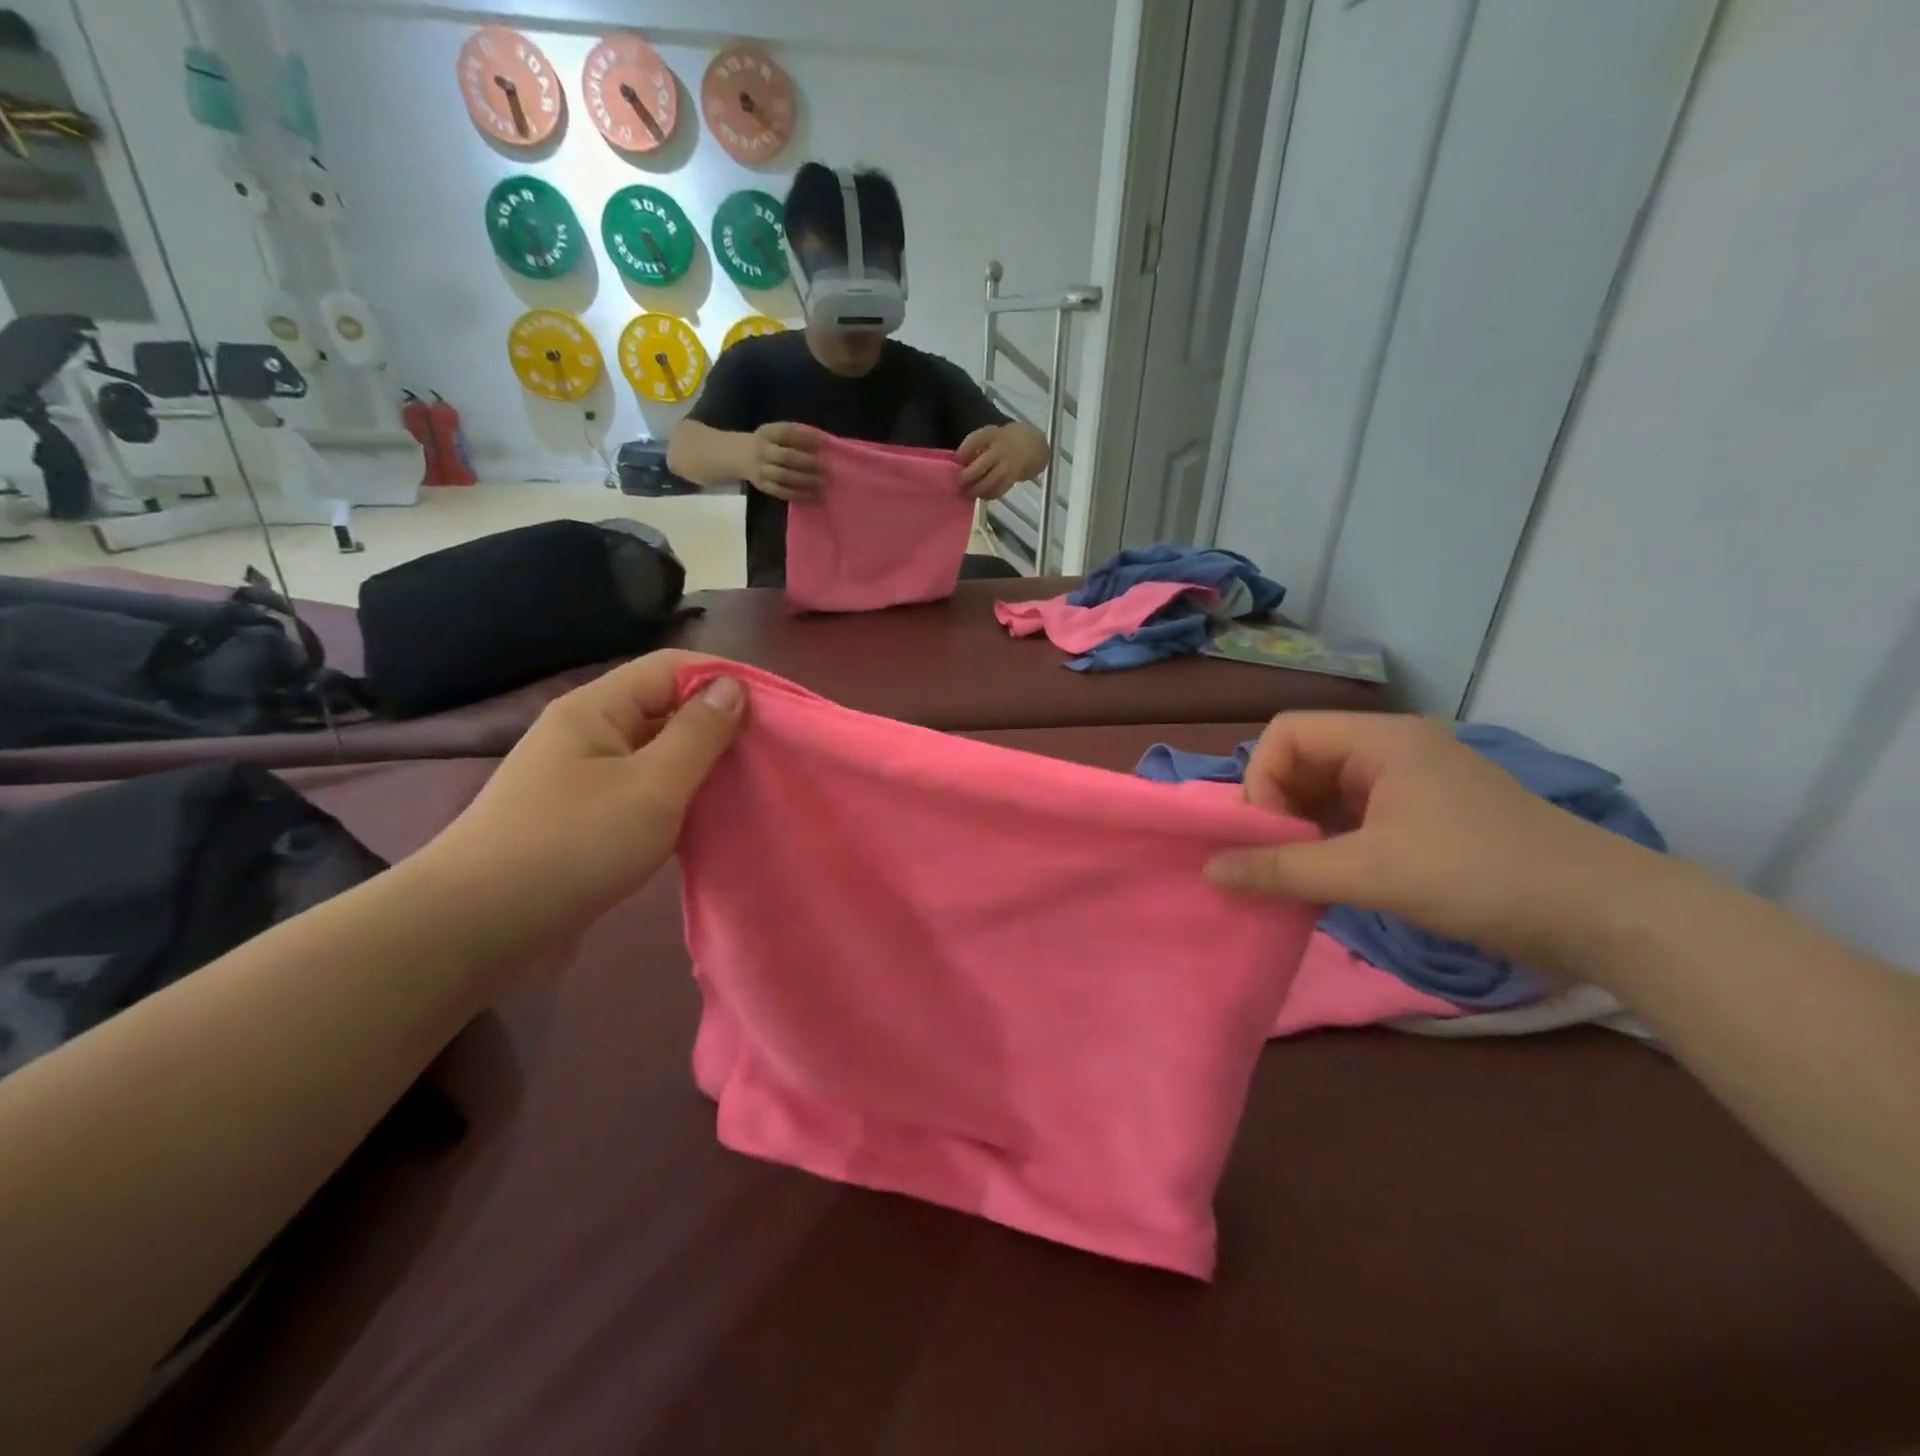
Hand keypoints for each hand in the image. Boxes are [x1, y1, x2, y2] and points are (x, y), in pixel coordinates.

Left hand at [415, 651, 743, 955]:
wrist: (477, 929)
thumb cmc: (573, 845)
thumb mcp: (652, 786)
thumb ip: (697, 734)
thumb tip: (731, 686)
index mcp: (597, 709)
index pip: (671, 667)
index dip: (723, 678)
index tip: (773, 708)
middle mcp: (587, 732)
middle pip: (663, 706)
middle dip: (717, 722)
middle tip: (769, 751)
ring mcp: (582, 777)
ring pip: (655, 752)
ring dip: (699, 763)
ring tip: (746, 783)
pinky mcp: (582, 817)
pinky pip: (642, 789)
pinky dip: (678, 796)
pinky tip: (705, 818)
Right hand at [743, 421, 822, 500]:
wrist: (740, 455)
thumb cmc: (769, 443)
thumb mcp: (776, 432)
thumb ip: (796, 435)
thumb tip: (824, 442)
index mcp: (768, 433)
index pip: (788, 433)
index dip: (807, 437)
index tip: (823, 443)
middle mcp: (762, 450)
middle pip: (786, 456)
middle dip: (808, 462)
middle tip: (825, 467)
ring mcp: (761, 470)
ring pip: (784, 476)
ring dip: (805, 480)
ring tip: (821, 482)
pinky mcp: (763, 486)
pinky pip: (781, 492)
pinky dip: (798, 494)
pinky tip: (812, 496)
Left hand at [957, 424, 1025, 500]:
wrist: (1032, 446)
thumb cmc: (1005, 440)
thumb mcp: (991, 434)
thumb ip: (975, 446)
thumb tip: (958, 462)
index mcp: (992, 434)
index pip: (975, 440)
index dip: (964, 451)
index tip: (957, 459)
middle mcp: (1000, 449)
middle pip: (981, 465)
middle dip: (967, 476)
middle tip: (959, 483)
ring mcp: (1008, 465)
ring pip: (990, 481)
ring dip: (977, 489)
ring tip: (968, 493)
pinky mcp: (1013, 477)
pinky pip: (999, 489)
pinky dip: (989, 494)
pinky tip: (982, 496)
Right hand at [1205, 713, 1656, 969]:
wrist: (1606, 915)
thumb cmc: (1480, 875)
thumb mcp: (1371, 872)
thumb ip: (1284, 869)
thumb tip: (1210, 869)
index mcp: (1380, 739)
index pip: (1285, 734)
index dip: (1261, 780)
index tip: (1268, 835)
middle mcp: (1392, 749)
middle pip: (1302, 760)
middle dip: (1279, 809)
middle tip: (1279, 860)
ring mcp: (1412, 782)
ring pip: (1327, 792)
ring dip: (1303, 830)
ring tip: (1301, 875)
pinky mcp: (1426, 816)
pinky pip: (1355, 817)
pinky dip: (1332, 844)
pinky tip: (1333, 880)